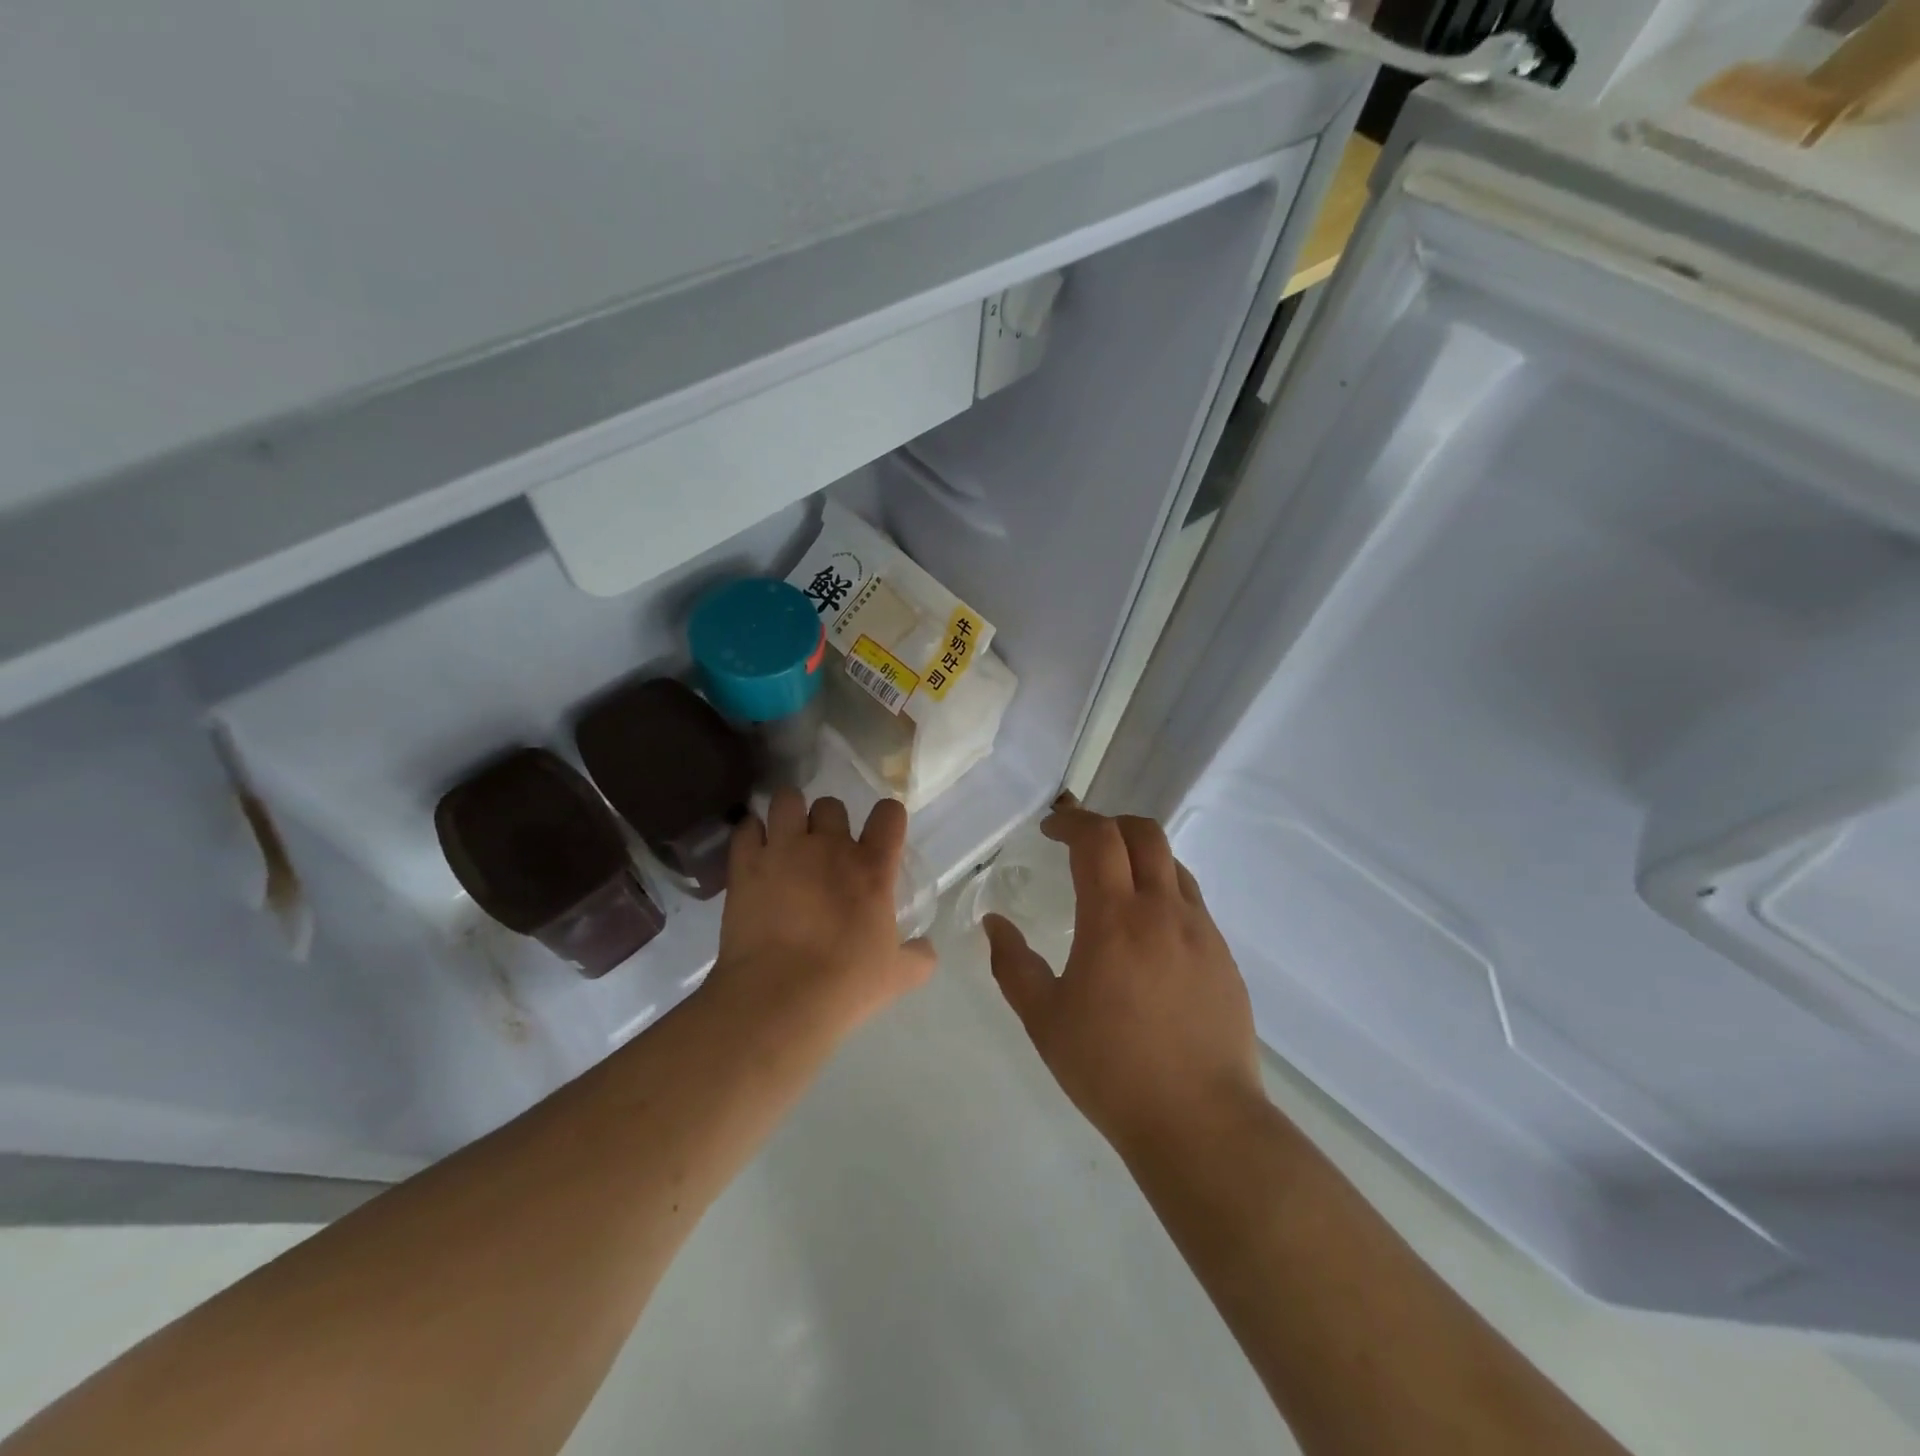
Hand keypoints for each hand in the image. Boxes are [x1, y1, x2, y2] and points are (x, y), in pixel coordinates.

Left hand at [709, 789, 936, 1039]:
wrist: (779, 998)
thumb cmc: (846, 984)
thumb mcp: (897, 976)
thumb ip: (919, 957)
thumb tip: (927, 949)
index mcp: (871, 867)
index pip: (889, 813)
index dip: (887, 818)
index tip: (881, 835)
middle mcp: (829, 846)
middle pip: (831, 804)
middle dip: (829, 822)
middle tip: (824, 850)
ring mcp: (784, 850)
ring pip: (787, 800)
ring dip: (789, 814)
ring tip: (785, 837)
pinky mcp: (745, 864)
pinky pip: (746, 828)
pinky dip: (751, 835)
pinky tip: (754, 853)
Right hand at [985, 798, 1263, 1155]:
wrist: (1201, 1122)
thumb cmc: (1111, 1069)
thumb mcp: (1044, 1019)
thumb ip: (1013, 964)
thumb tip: (994, 924)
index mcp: (1115, 918)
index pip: (1098, 838)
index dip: (1072, 822)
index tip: (1050, 830)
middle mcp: (1163, 911)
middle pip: (1145, 833)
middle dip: (1110, 824)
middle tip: (1082, 844)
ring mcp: (1202, 932)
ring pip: (1173, 865)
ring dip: (1140, 857)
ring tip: (1115, 885)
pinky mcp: (1224, 957)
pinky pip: (1192, 903)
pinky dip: (1163, 893)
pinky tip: (1148, 935)